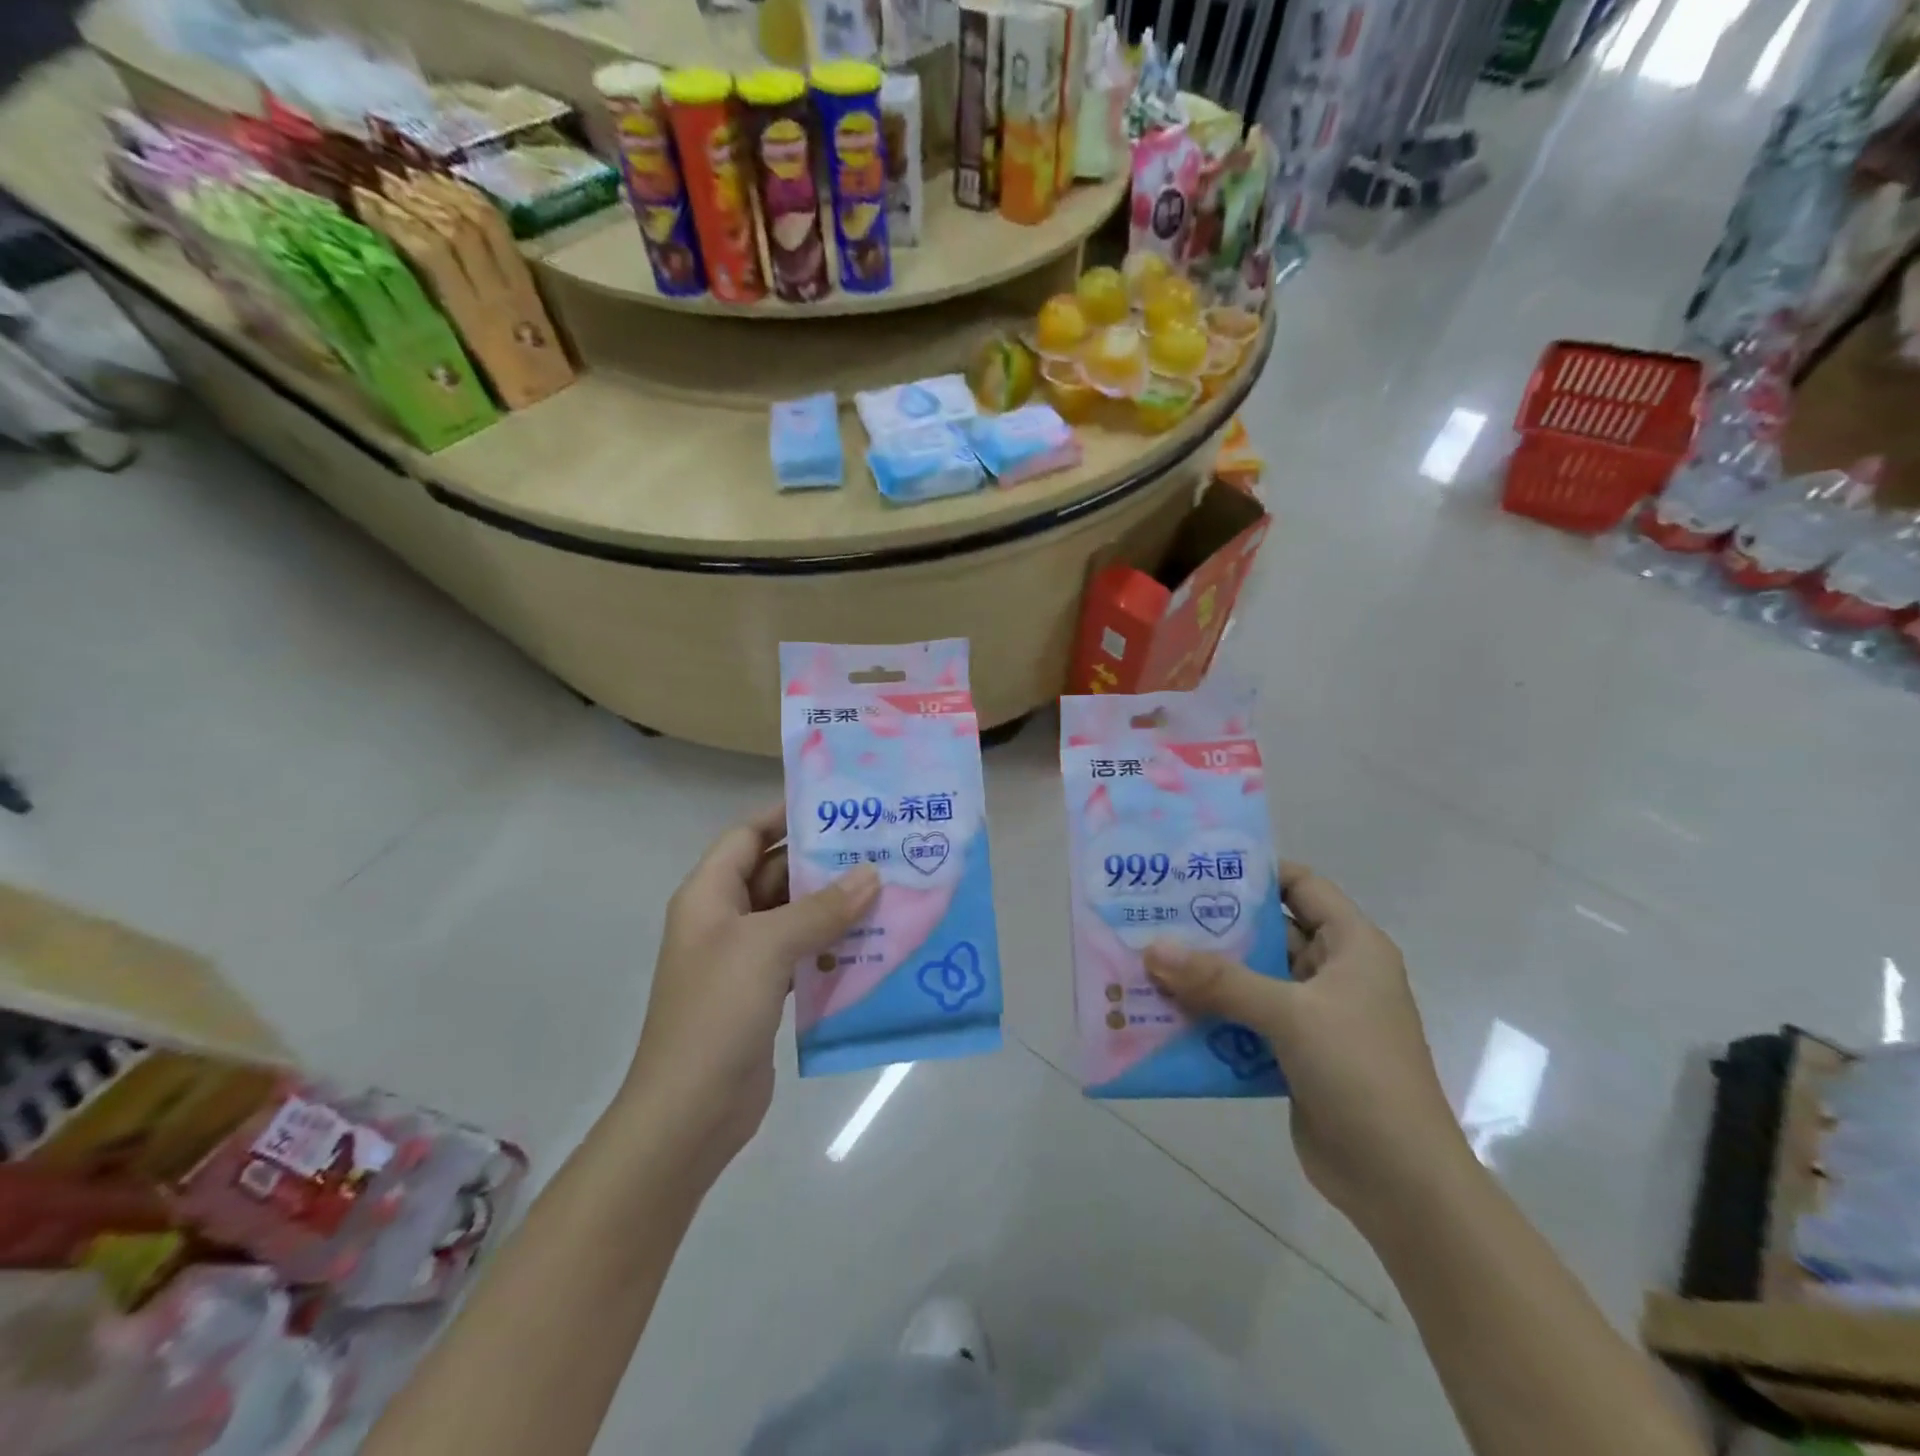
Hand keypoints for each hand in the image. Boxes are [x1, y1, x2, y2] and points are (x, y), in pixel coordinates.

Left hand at [622, 804, 878, 1182]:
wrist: (689, 1114)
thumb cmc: (716, 1013)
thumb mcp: (765, 948)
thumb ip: (819, 909)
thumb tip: (870, 874)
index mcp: (709, 896)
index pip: (746, 835)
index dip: (784, 816)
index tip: (836, 805)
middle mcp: (724, 920)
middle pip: (775, 874)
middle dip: (823, 861)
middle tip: (878, 846)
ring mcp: (744, 959)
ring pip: (794, 916)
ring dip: (834, 905)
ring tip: (887, 888)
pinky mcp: (764, 993)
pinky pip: (803, 954)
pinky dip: (833, 946)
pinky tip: (873, 943)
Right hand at [1145, 863, 1467, 1233]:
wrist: (1401, 1184)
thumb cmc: (1360, 1074)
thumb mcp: (1291, 1015)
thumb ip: (1220, 980)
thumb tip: (1151, 949)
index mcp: (1352, 946)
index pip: (1302, 885)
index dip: (1255, 870)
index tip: (1197, 865)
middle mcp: (1333, 973)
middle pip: (1268, 931)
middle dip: (1214, 924)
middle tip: (1156, 909)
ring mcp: (1314, 1017)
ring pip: (1251, 979)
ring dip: (1206, 974)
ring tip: (1148, 957)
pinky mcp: (1294, 1055)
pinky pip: (1245, 1021)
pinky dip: (1211, 1016)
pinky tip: (1165, 1011)